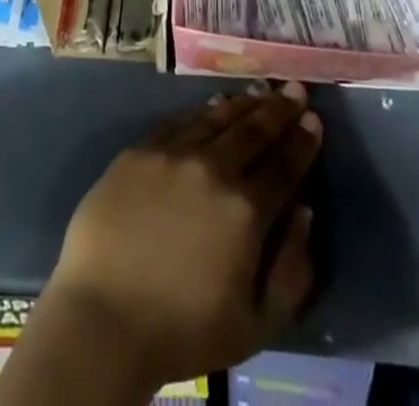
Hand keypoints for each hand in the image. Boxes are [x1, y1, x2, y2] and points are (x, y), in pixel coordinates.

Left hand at [39, 84, 322, 392]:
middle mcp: (212, 169)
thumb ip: (292, 269)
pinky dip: (201, 111)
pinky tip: (213, 105)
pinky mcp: (139, 150)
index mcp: (245, 211)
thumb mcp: (258, 324)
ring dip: (242, 104)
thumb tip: (305, 212)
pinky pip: (178, 121)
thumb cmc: (184, 329)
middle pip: (253, 131)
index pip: (284, 166)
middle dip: (278, 109)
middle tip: (294, 89)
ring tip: (260, 91)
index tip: (314, 120)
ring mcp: (172, 153)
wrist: (104, 315)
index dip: (302, 142)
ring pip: (216, 119)